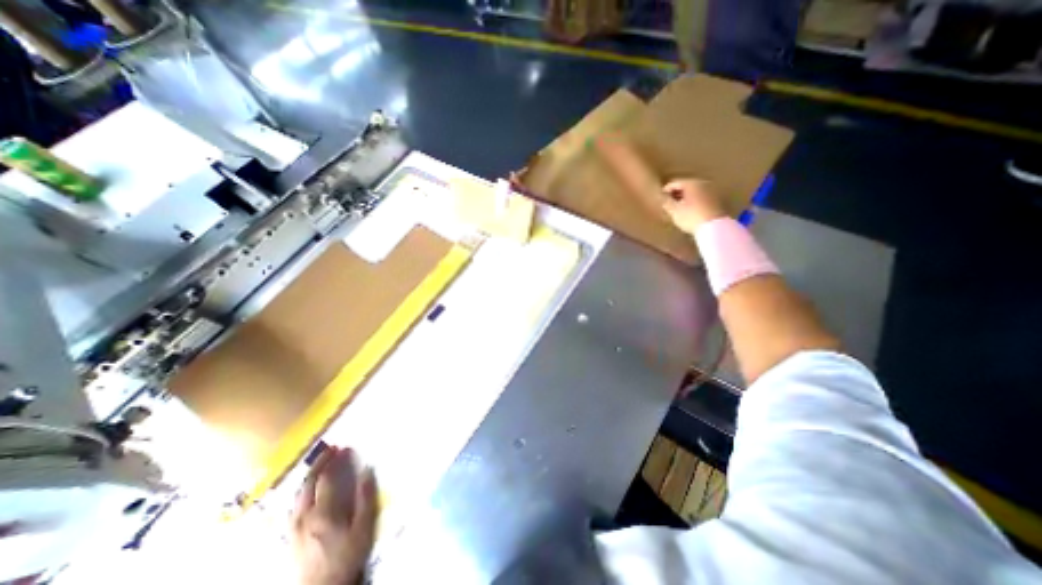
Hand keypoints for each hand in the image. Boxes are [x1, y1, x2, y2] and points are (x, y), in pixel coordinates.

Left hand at [287, 447, 378, 583]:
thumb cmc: (347, 557)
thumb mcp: (363, 527)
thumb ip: (365, 497)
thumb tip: (368, 469)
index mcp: (322, 512)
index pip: (326, 478)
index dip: (335, 460)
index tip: (345, 447)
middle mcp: (304, 517)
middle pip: (307, 484)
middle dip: (319, 463)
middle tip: (331, 449)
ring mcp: (294, 528)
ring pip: (298, 494)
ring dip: (309, 476)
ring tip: (320, 464)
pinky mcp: (291, 537)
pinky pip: (294, 506)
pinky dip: (303, 491)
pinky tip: (308, 491)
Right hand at [657, 179, 726, 232]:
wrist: (714, 227)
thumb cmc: (691, 217)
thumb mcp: (674, 211)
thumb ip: (666, 202)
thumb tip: (662, 197)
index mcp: (692, 183)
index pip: (674, 183)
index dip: (665, 191)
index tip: (660, 198)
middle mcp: (703, 183)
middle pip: (686, 186)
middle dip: (677, 194)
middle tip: (669, 203)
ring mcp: (712, 191)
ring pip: (694, 192)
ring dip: (686, 198)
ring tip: (678, 208)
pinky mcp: (718, 200)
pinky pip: (701, 198)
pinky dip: (694, 202)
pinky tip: (690, 211)